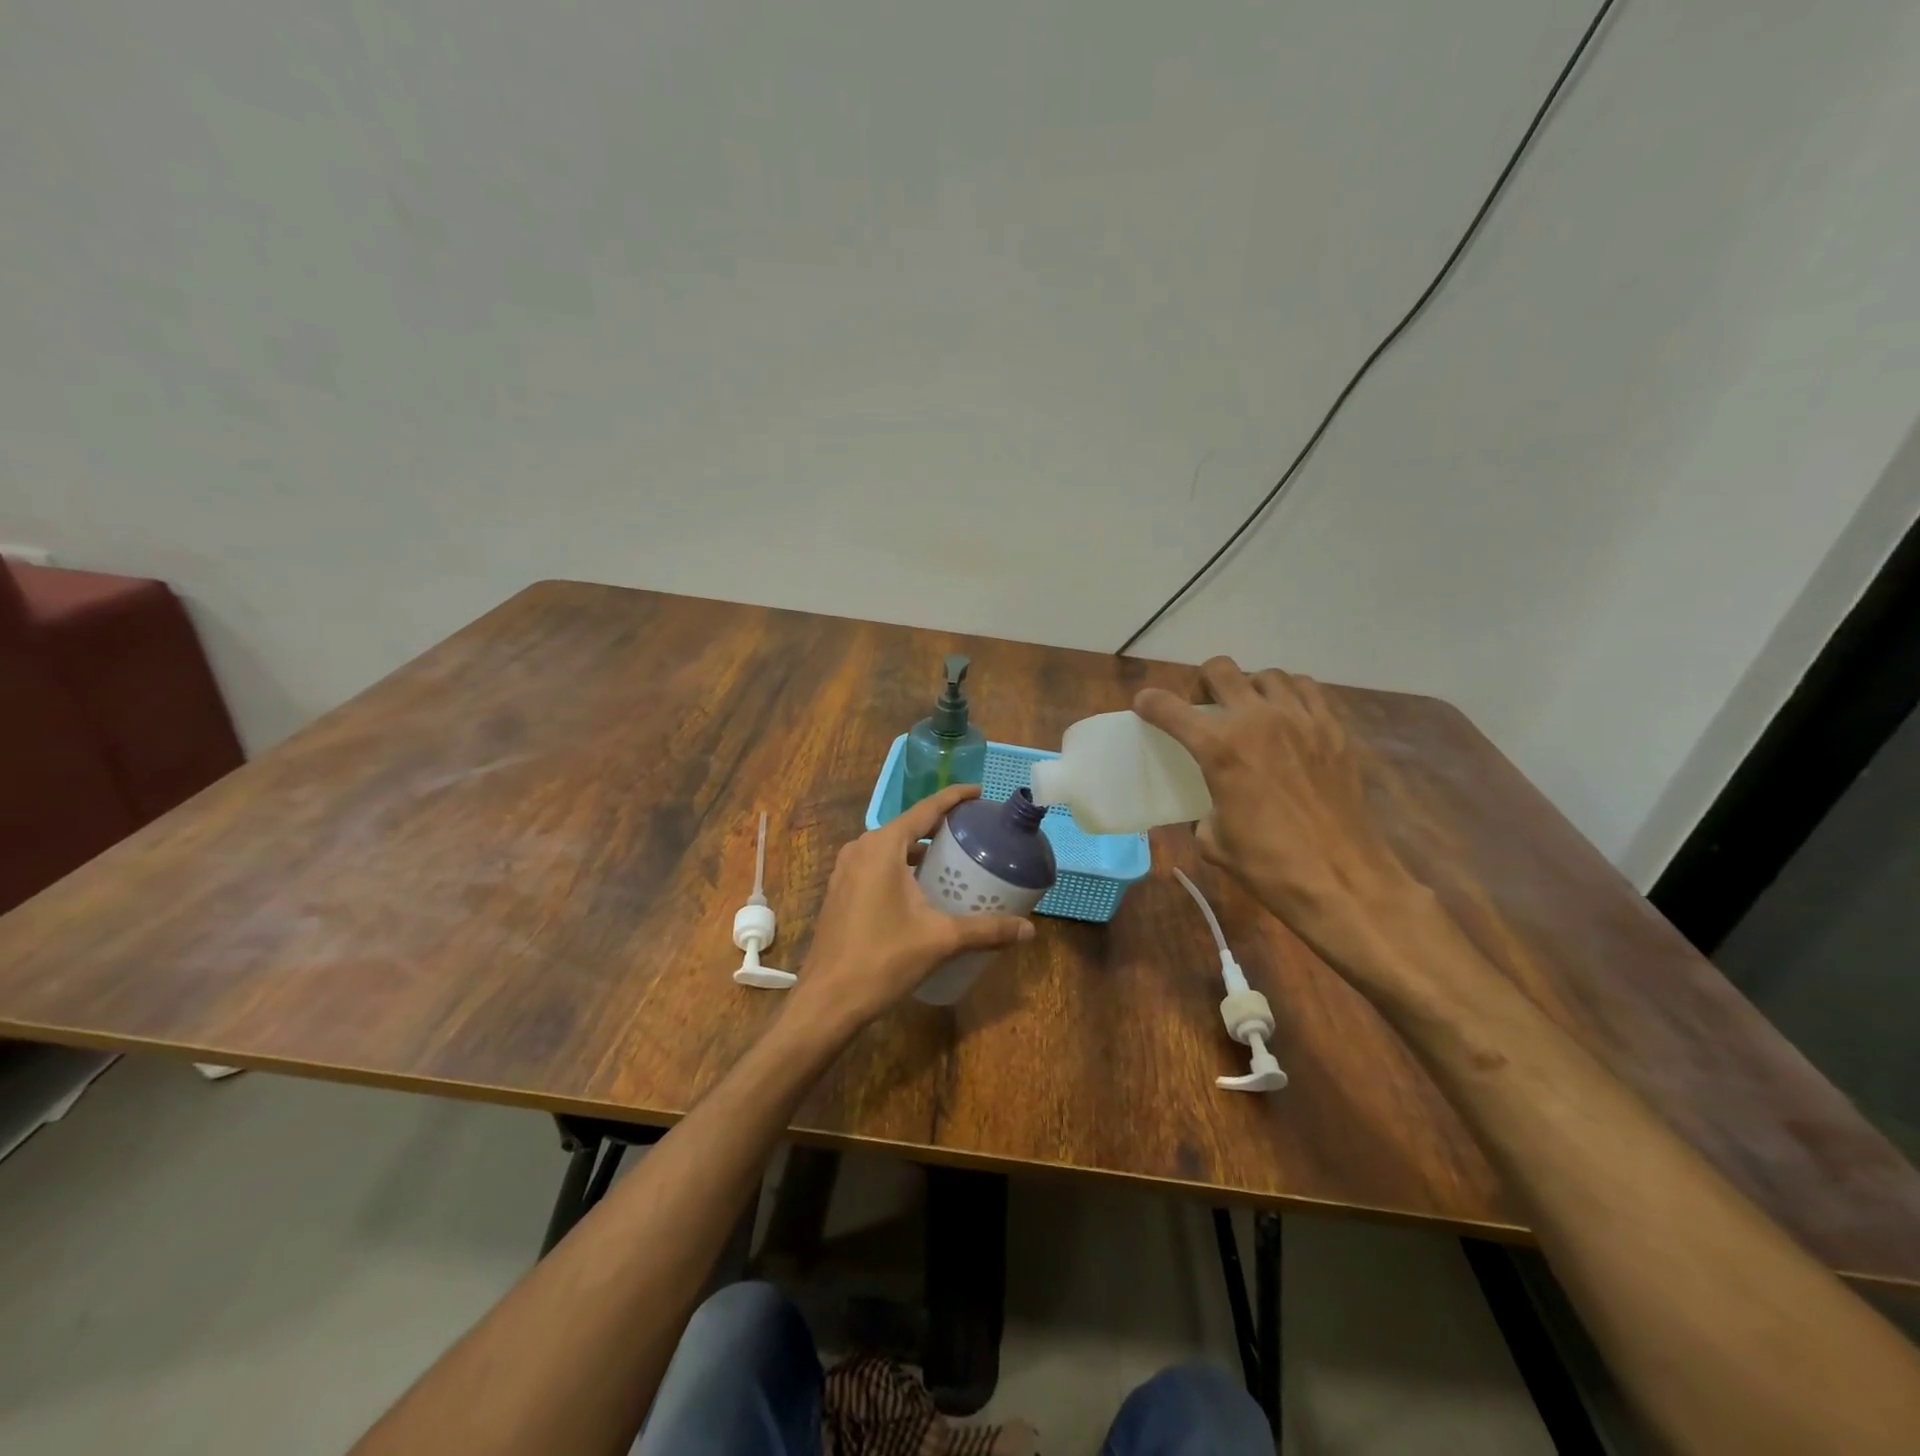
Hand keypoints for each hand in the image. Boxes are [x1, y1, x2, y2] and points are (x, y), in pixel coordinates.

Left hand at [787, 784, 1034, 1033]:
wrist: (828, 1000)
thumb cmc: (883, 959)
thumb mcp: (941, 940)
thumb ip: (987, 930)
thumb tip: (1029, 931)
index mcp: (882, 846)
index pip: (925, 809)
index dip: (954, 798)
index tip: (979, 792)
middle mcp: (861, 849)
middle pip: (908, 826)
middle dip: (940, 826)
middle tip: (975, 831)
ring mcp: (846, 871)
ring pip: (891, 847)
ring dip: (920, 849)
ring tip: (954, 858)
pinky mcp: (841, 891)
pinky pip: (877, 865)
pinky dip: (902, 866)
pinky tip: (923, 888)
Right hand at [1134, 658, 1426, 969]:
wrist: (1343, 881)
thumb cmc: (1269, 866)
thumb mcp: (1214, 841)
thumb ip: (1205, 810)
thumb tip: (1212, 807)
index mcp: (1219, 748)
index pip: (1169, 708)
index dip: (1150, 703)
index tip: (1146, 706)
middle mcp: (1258, 721)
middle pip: (1220, 670)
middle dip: (1204, 683)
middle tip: (1206, 707)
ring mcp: (1302, 720)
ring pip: (1268, 675)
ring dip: (1251, 687)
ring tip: (1252, 711)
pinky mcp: (1334, 731)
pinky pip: (1308, 691)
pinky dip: (1291, 696)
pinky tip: (1289, 719)